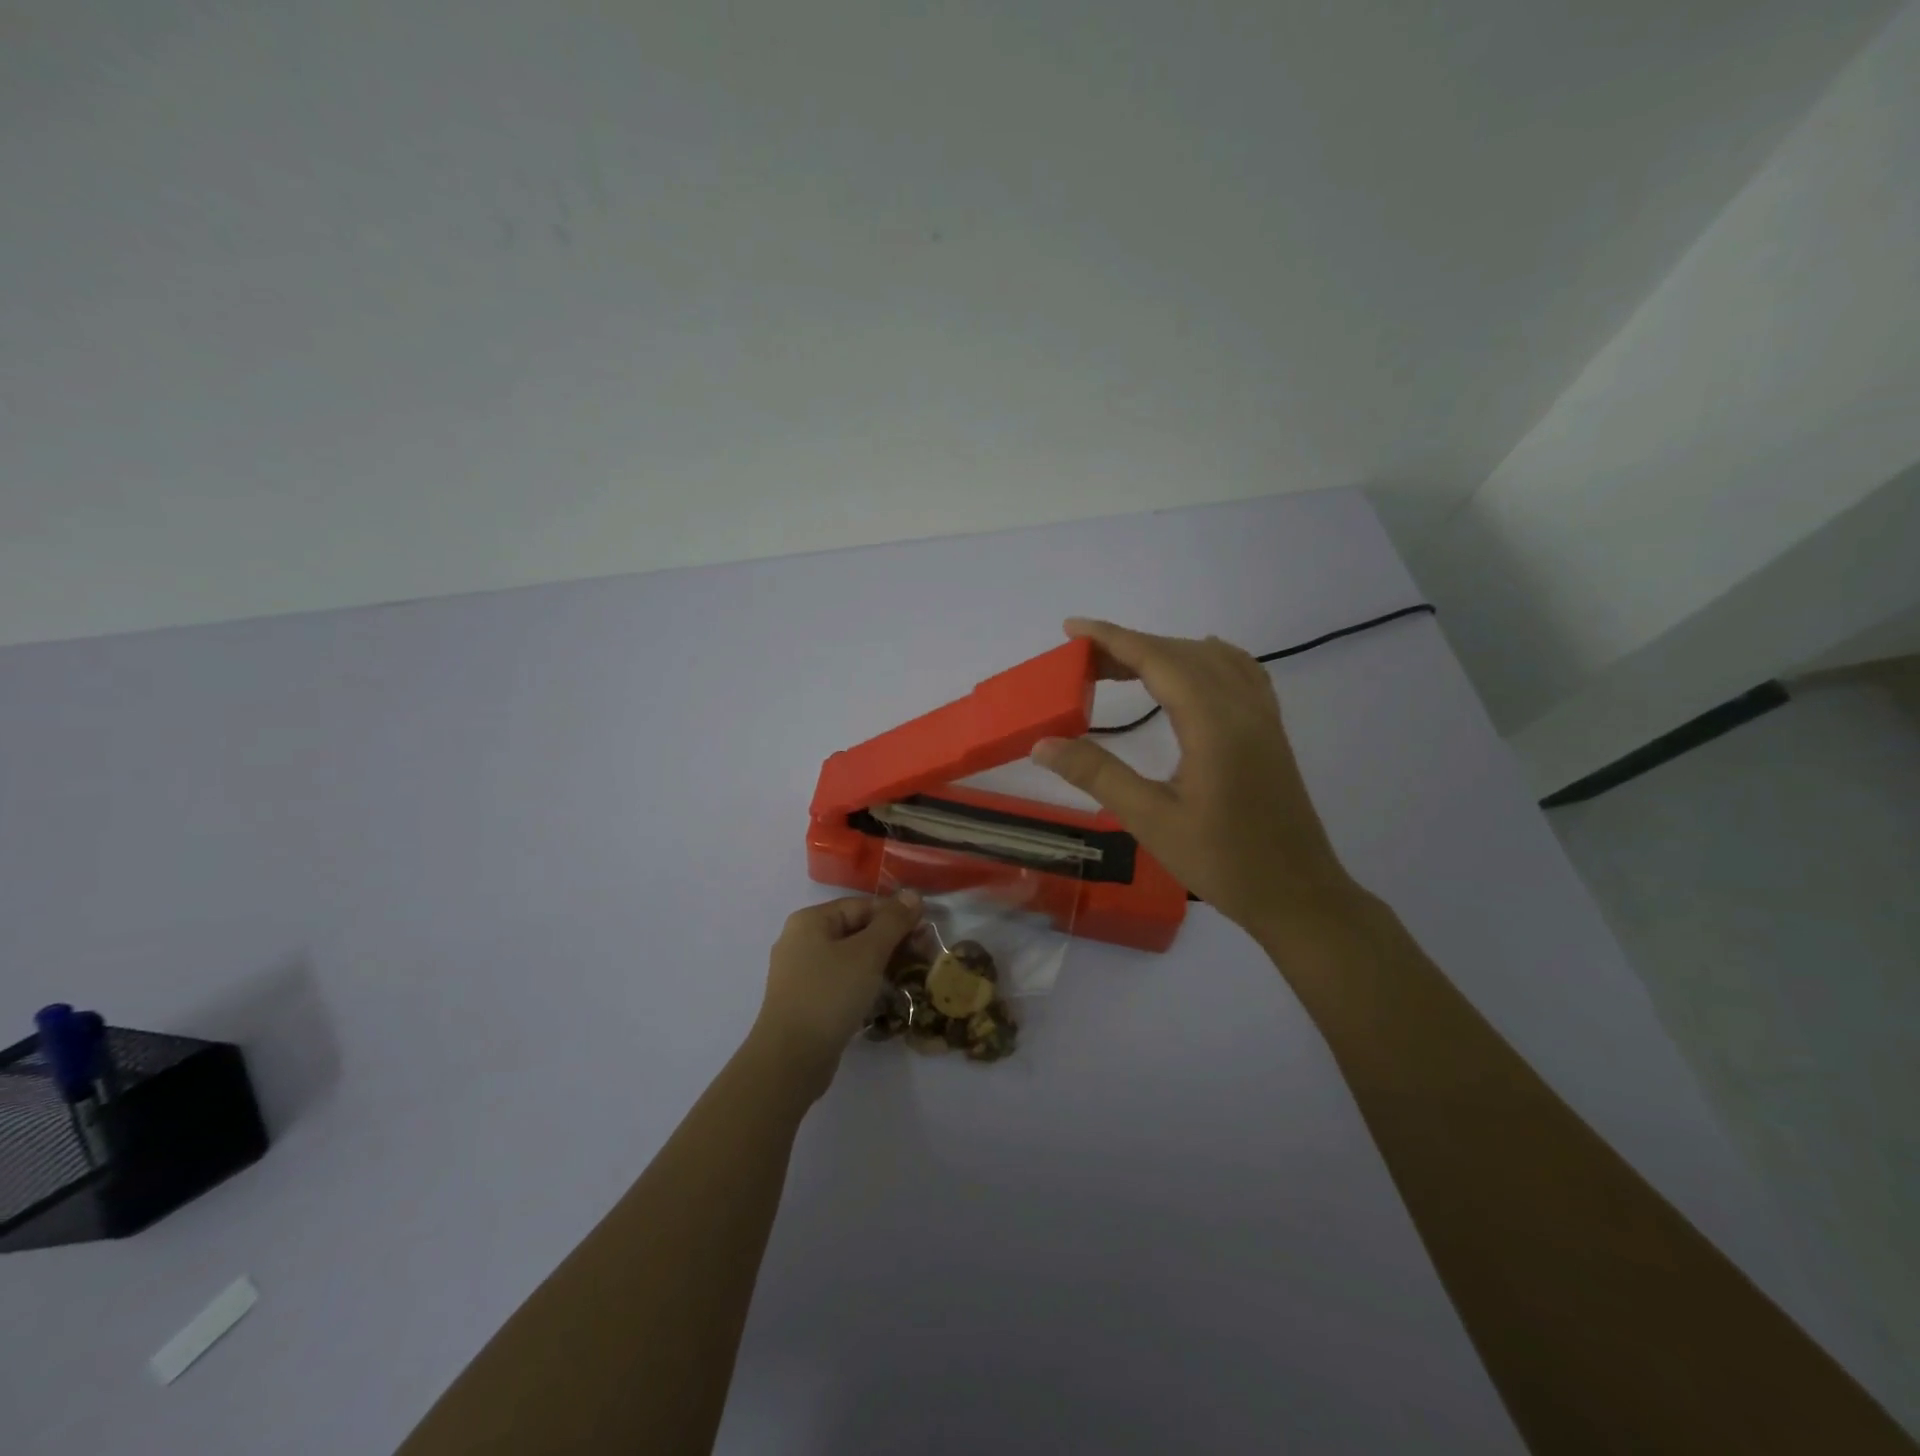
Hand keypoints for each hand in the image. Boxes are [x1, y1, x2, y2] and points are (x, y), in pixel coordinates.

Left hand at [750, 890, 923, 1095]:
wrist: (791, 1059)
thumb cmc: (829, 995)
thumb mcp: (868, 953)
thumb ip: (892, 922)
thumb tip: (912, 894)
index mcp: (810, 921)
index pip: (862, 906)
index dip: (896, 915)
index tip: (925, 932)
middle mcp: (801, 940)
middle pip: (856, 930)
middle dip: (891, 940)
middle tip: (923, 955)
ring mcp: (801, 972)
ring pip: (850, 957)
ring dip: (881, 962)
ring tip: (910, 974)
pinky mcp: (806, 1000)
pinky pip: (842, 980)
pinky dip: (864, 982)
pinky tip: (885, 994)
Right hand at [1032, 619, 1365, 942]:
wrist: (1297, 895)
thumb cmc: (1223, 862)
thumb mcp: (1151, 821)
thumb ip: (1098, 775)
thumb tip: (1043, 744)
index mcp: (1214, 724)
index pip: (1157, 660)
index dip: (1112, 639)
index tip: (1072, 628)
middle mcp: (1242, 707)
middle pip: (1181, 653)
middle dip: (1129, 646)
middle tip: (1081, 660)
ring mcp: (1262, 717)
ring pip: (1210, 659)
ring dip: (1163, 653)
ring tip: (1121, 667)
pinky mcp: (1270, 731)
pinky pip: (1238, 672)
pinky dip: (1202, 659)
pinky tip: (1190, 671)